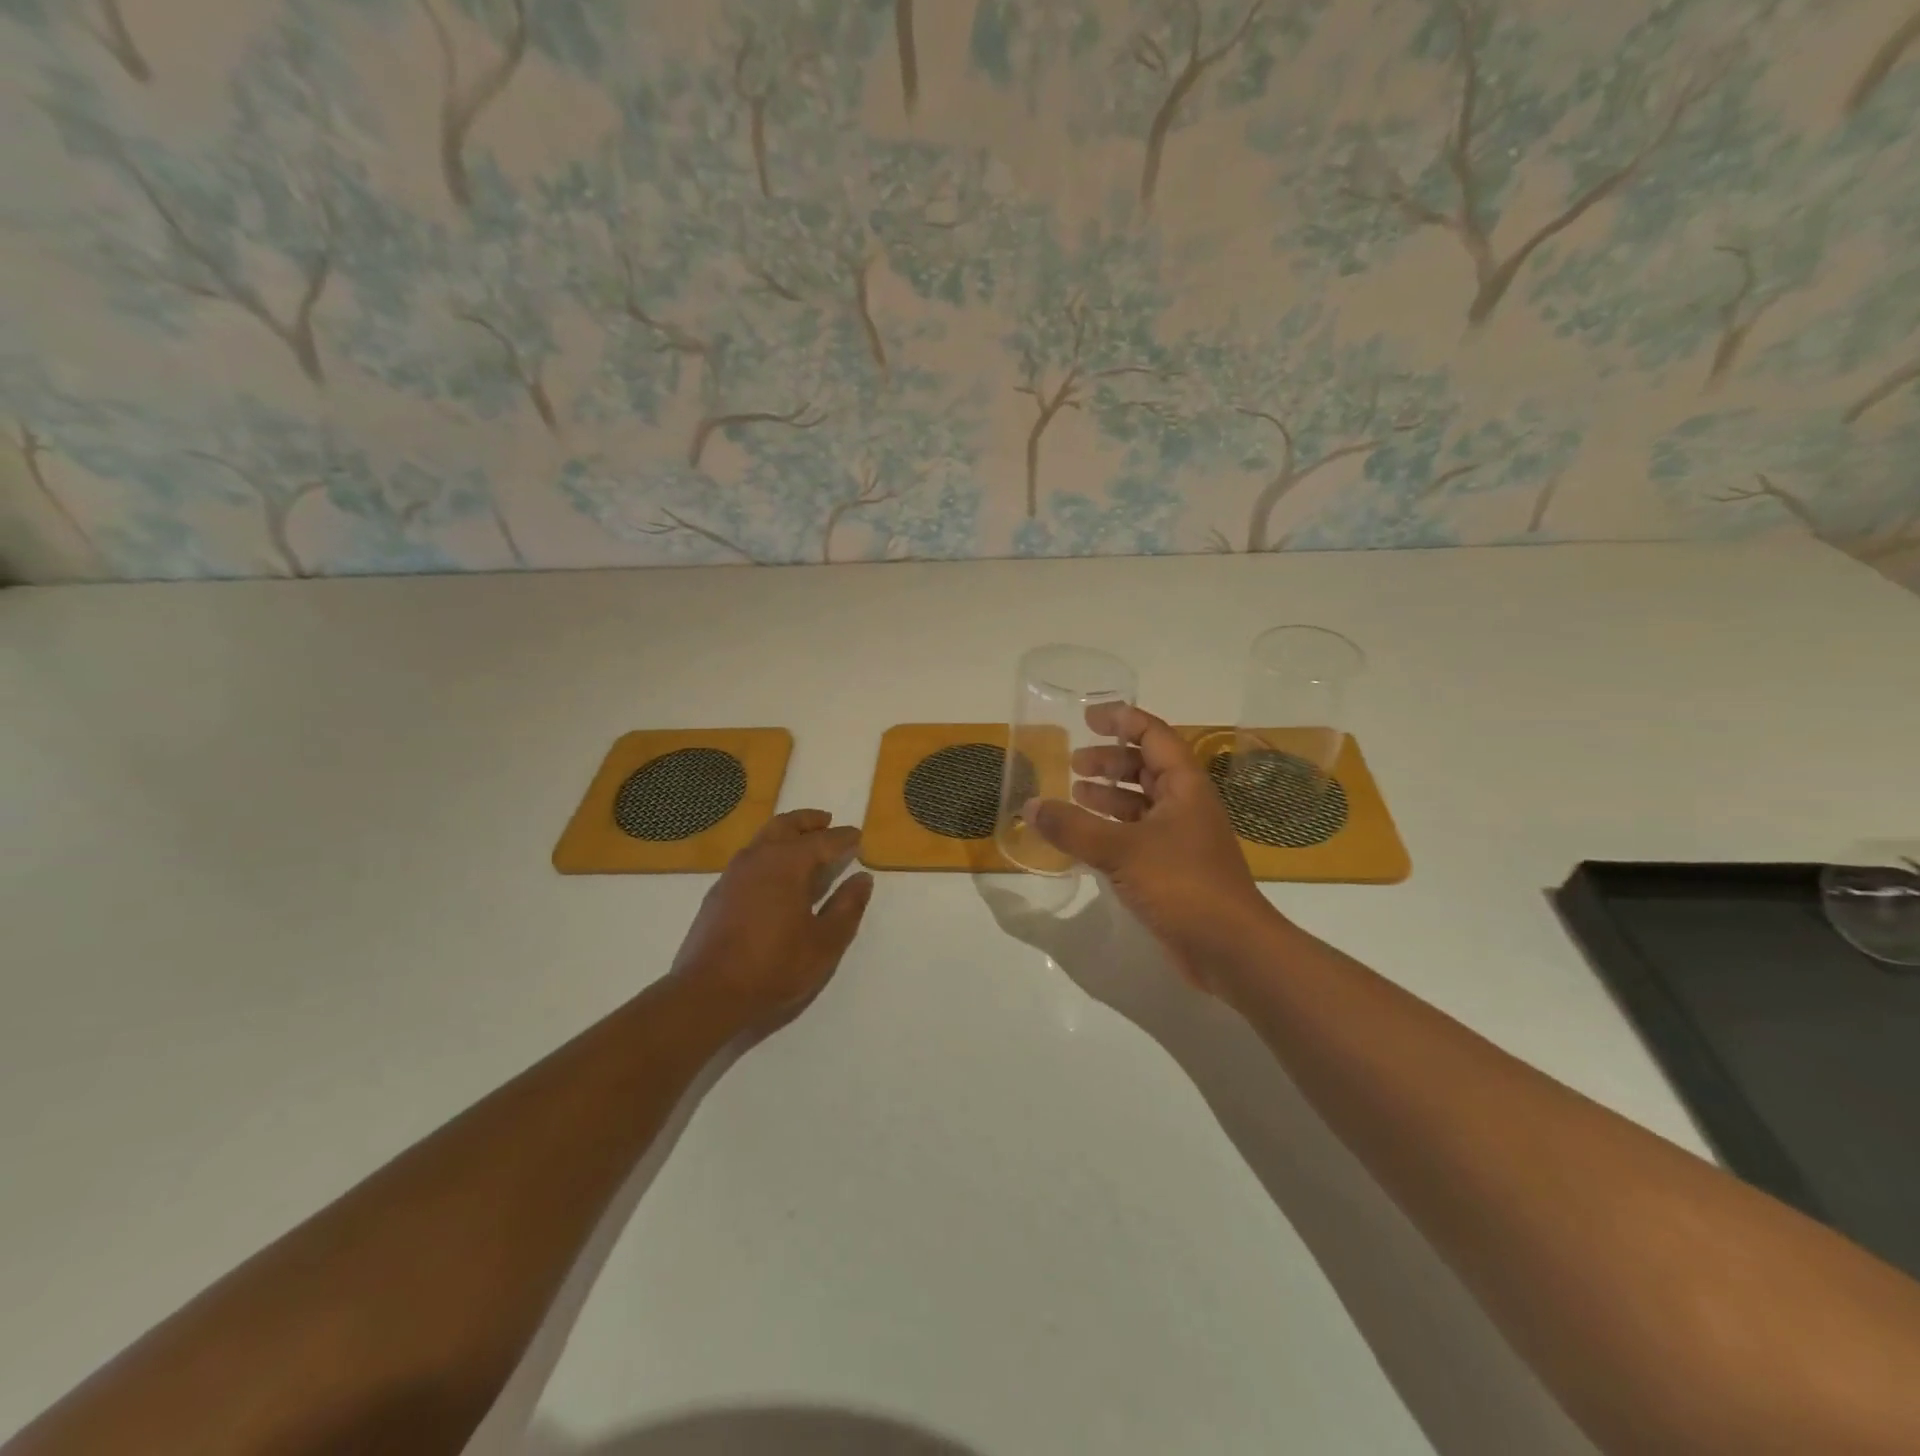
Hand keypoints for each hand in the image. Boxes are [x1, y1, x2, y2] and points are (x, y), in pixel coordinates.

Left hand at [670, 809, 874, 1027]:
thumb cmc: (774, 966)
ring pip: (764, 838)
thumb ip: (847, 907)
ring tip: (803, 843)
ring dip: (786, 834)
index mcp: (788, 863)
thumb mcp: (825, 942)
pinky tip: (774, 875)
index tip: (858, 836)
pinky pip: (750, 857)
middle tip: (826, 821)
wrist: (708, 993)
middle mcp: (759, 857)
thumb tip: (862, 879)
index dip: (844, 838)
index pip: (823, 841)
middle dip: (808, 821)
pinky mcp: (718, 892)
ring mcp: (733, 873)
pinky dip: (768, 853)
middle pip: (786, 825)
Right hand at [1026, 704, 1280, 991]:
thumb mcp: (1122, 850)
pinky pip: (1136, 836)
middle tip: (1074, 763)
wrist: (1230, 949)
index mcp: (1185, 786)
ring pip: (1140, 804)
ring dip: (1108, 796)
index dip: (1122, 720)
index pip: (1154, 736)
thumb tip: (1031, 806)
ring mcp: (1180, 839)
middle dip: (1110, 761)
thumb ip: (1073, 828)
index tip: (1087, 717)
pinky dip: (1110, 830)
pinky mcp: (1171, 870)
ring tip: (1074, 795)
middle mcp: (1185, 805)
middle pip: (1146, 768)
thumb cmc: (1183, 885)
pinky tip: (1085, 839)